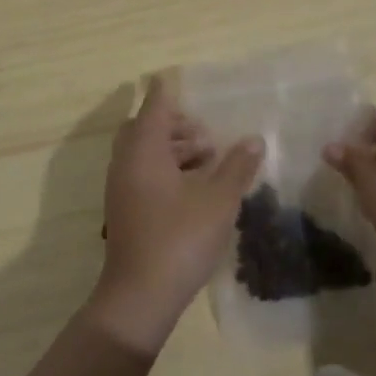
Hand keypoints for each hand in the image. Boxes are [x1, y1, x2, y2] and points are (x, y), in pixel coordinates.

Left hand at [87, 76, 263, 353]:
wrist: (139, 297)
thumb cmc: (179, 239)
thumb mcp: (219, 201)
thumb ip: (237, 167)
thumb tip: (254, 140)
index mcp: (144, 150)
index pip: (155, 105)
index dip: (167, 91)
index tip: (176, 78)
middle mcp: (126, 162)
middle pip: (146, 127)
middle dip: (175, 125)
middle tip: (205, 135)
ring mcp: (121, 187)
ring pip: (144, 152)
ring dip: (173, 148)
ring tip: (208, 162)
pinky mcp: (124, 209)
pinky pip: (142, 173)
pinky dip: (165, 169)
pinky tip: (193, 189)